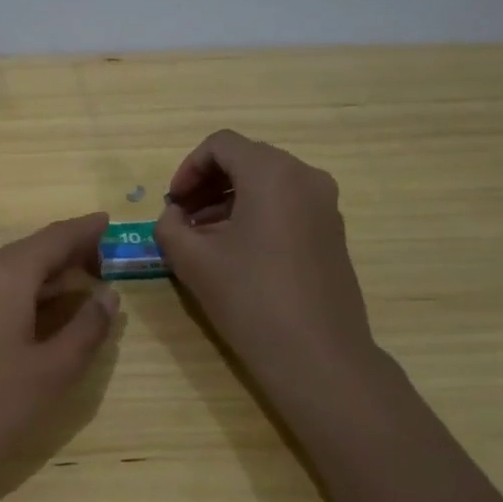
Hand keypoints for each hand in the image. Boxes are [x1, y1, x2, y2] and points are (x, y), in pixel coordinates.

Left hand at [0, 214, 120, 501]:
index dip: (87, 230)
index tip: (115, 224)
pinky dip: (29, 294)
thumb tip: (108, 295)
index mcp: (6, 274)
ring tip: (88, 288)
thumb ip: (87, 328)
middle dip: (73, 254)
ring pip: (15, 272)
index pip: (56, 237)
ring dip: (51, 276)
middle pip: (34, 250)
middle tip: (113, 266)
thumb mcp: (53, 372)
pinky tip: (46, 315)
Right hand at [154, 131, 376, 384]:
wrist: (318, 356)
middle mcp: (305, 177)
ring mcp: (325, 205)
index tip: (172, 203)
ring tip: (203, 238)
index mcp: (272, 173)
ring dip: (229, 200)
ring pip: (267, 183)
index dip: (188, 168)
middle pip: (246, 159)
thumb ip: (169, 226)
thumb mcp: (192, 260)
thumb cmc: (250, 298)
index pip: (221, 145)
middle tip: (182, 217)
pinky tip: (236, 252)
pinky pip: (287, 205)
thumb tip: (174, 215)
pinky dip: (255, 214)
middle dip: (207, 183)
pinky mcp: (332, 232)